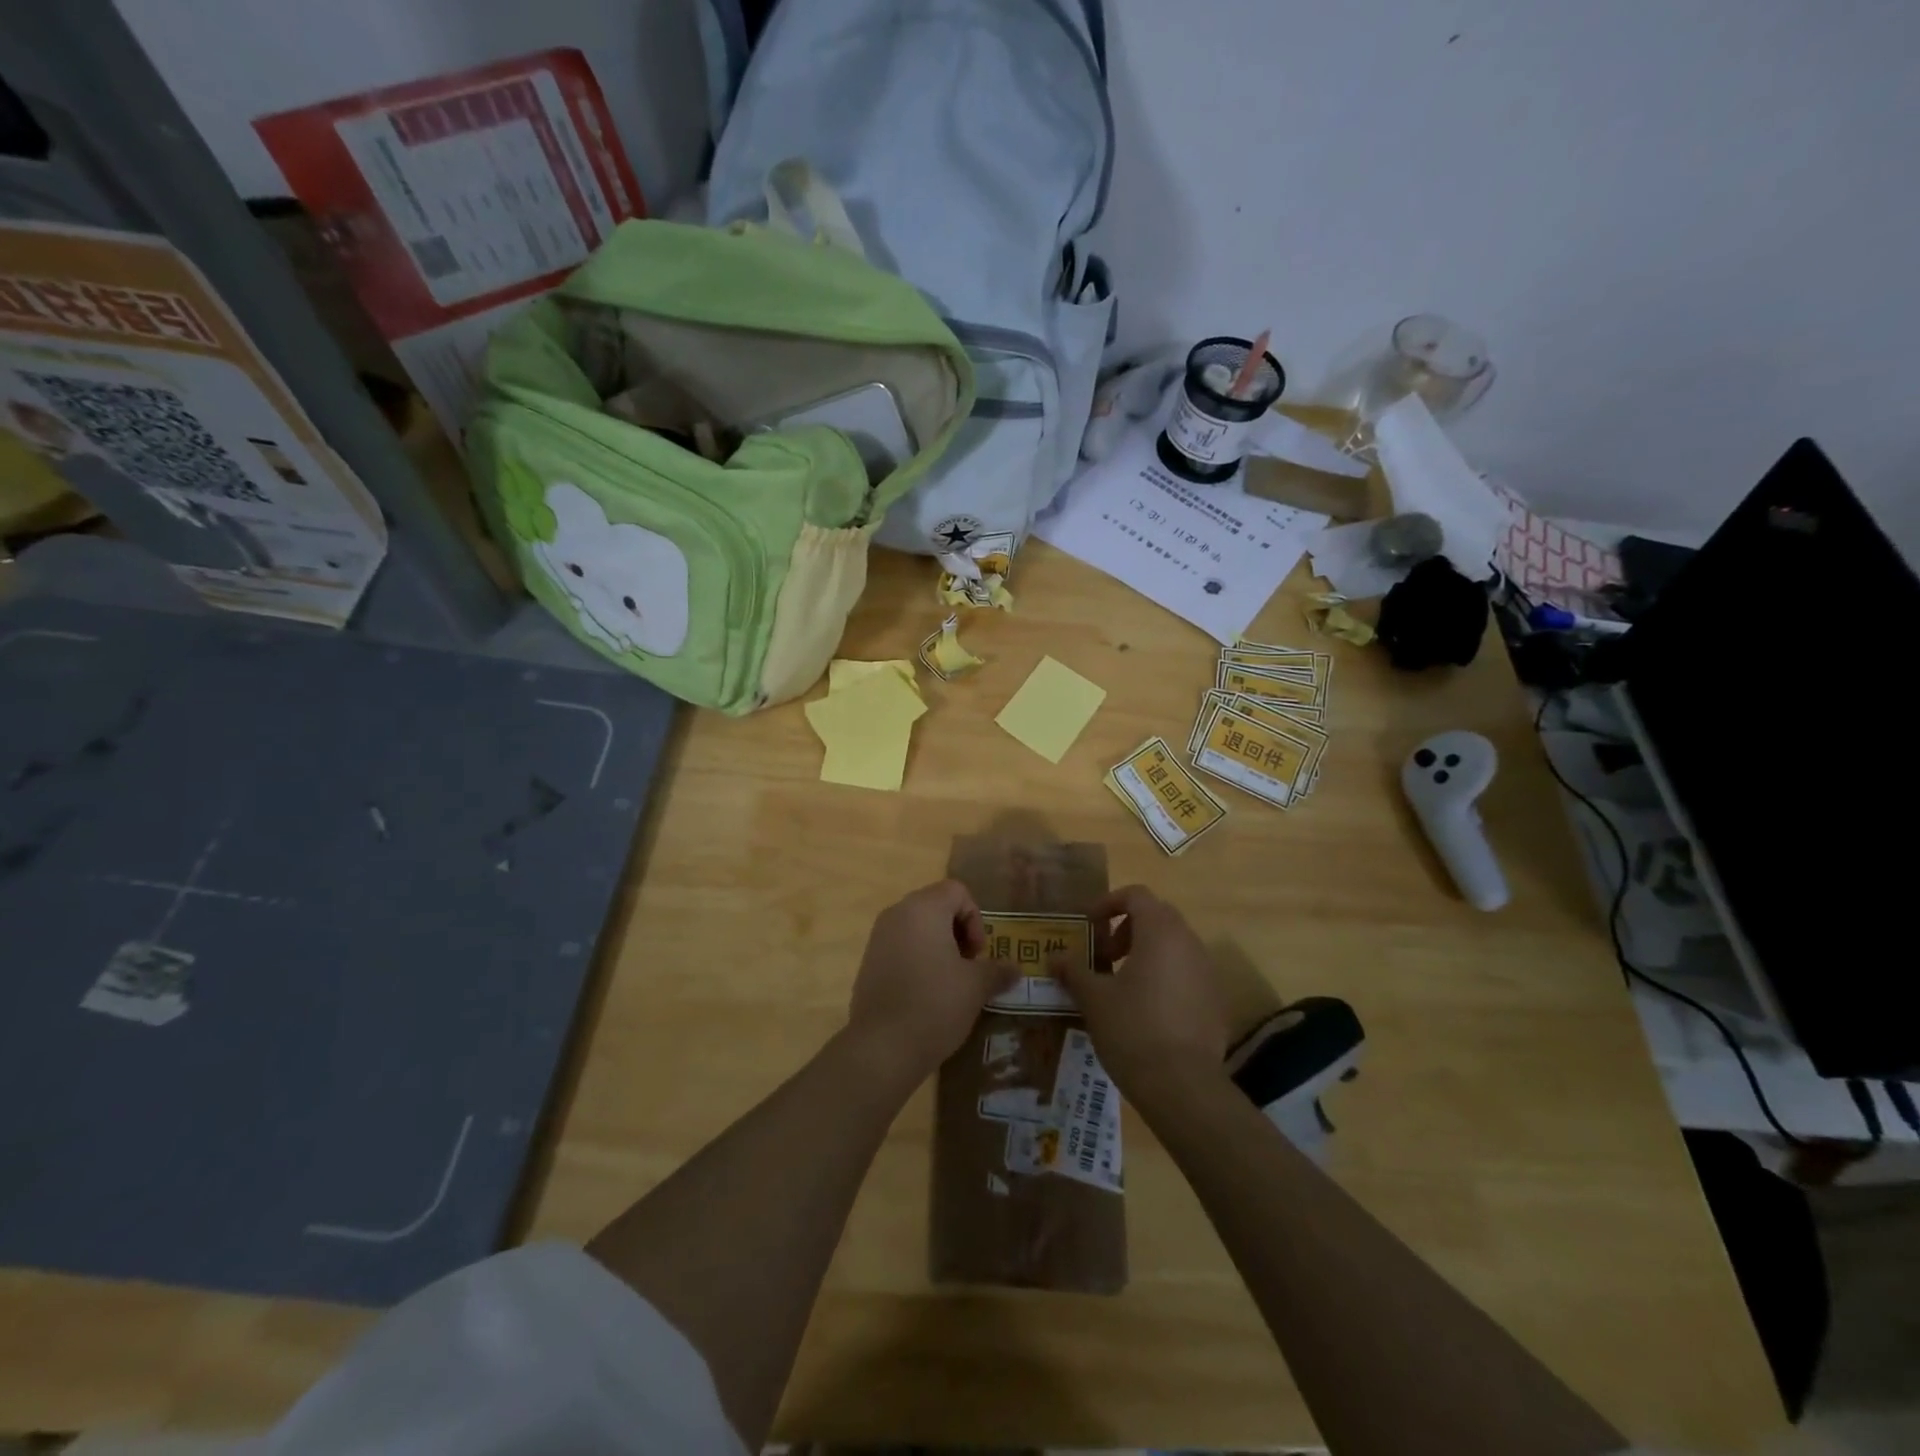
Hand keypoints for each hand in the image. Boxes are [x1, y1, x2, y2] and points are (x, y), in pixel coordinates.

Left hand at [845, 880, 1016, 1087]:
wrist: (882, 1048)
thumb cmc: (935, 1004)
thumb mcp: (976, 987)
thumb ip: (997, 971)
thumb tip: (1015, 969)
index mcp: (923, 908)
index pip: (957, 891)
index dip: (975, 919)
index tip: (976, 955)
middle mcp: (897, 914)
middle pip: (936, 906)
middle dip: (958, 933)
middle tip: (968, 968)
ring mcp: (878, 938)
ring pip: (918, 928)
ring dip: (939, 947)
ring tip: (950, 983)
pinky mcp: (868, 962)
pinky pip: (901, 948)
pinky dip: (918, 960)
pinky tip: (926, 995)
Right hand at [1052, 885, 1229, 1095]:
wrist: (1183, 1085)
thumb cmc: (1132, 1029)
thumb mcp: (1093, 998)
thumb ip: (1073, 970)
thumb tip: (1054, 957)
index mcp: (1160, 932)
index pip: (1136, 895)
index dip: (1108, 903)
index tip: (1089, 926)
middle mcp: (1189, 943)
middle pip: (1157, 917)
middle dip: (1127, 929)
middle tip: (1104, 956)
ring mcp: (1207, 972)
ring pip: (1174, 946)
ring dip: (1147, 953)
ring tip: (1122, 985)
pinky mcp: (1216, 1001)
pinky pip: (1187, 974)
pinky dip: (1165, 978)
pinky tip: (1147, 1011)